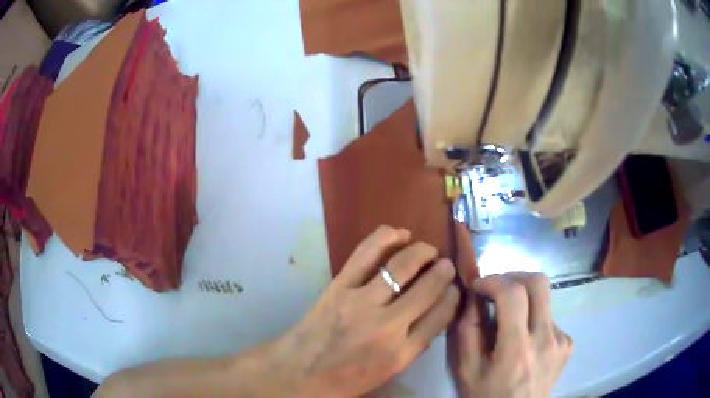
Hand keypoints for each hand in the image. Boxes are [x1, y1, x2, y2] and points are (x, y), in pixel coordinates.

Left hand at [275, 226, 459, 396]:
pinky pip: (366, 254)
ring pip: (401, 266)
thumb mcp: (387, 372)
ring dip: (421, 252)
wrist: (299, 373)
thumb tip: (432, 314)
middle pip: (427, 288)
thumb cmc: (344, 379)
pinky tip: (400, 234)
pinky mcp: (339, 286)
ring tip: (428, 249)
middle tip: (446, 264)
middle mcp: (387, 327)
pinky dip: (387, 238)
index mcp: (401, 353)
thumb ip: (413, 345)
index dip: (452, 297)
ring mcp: (361, 303)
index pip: (440, 316)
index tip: (455, 287)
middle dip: (443, 271)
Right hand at [450, 273, 571, 397]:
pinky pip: (550, 317)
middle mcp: (546, 338)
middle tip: (496, 290)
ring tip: (509, 322)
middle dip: (513, 277)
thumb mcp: (466, 370)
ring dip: (523, 300)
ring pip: (545, 298)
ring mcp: (561, 339)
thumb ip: (467, 330)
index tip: (477, 286)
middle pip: (539, 282)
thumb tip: (472, 296)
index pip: (513, 294)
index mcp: (517, 349)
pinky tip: (525, 340)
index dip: (493, 281)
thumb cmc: (487, 397)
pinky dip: (533, 319)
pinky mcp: (567, 343)